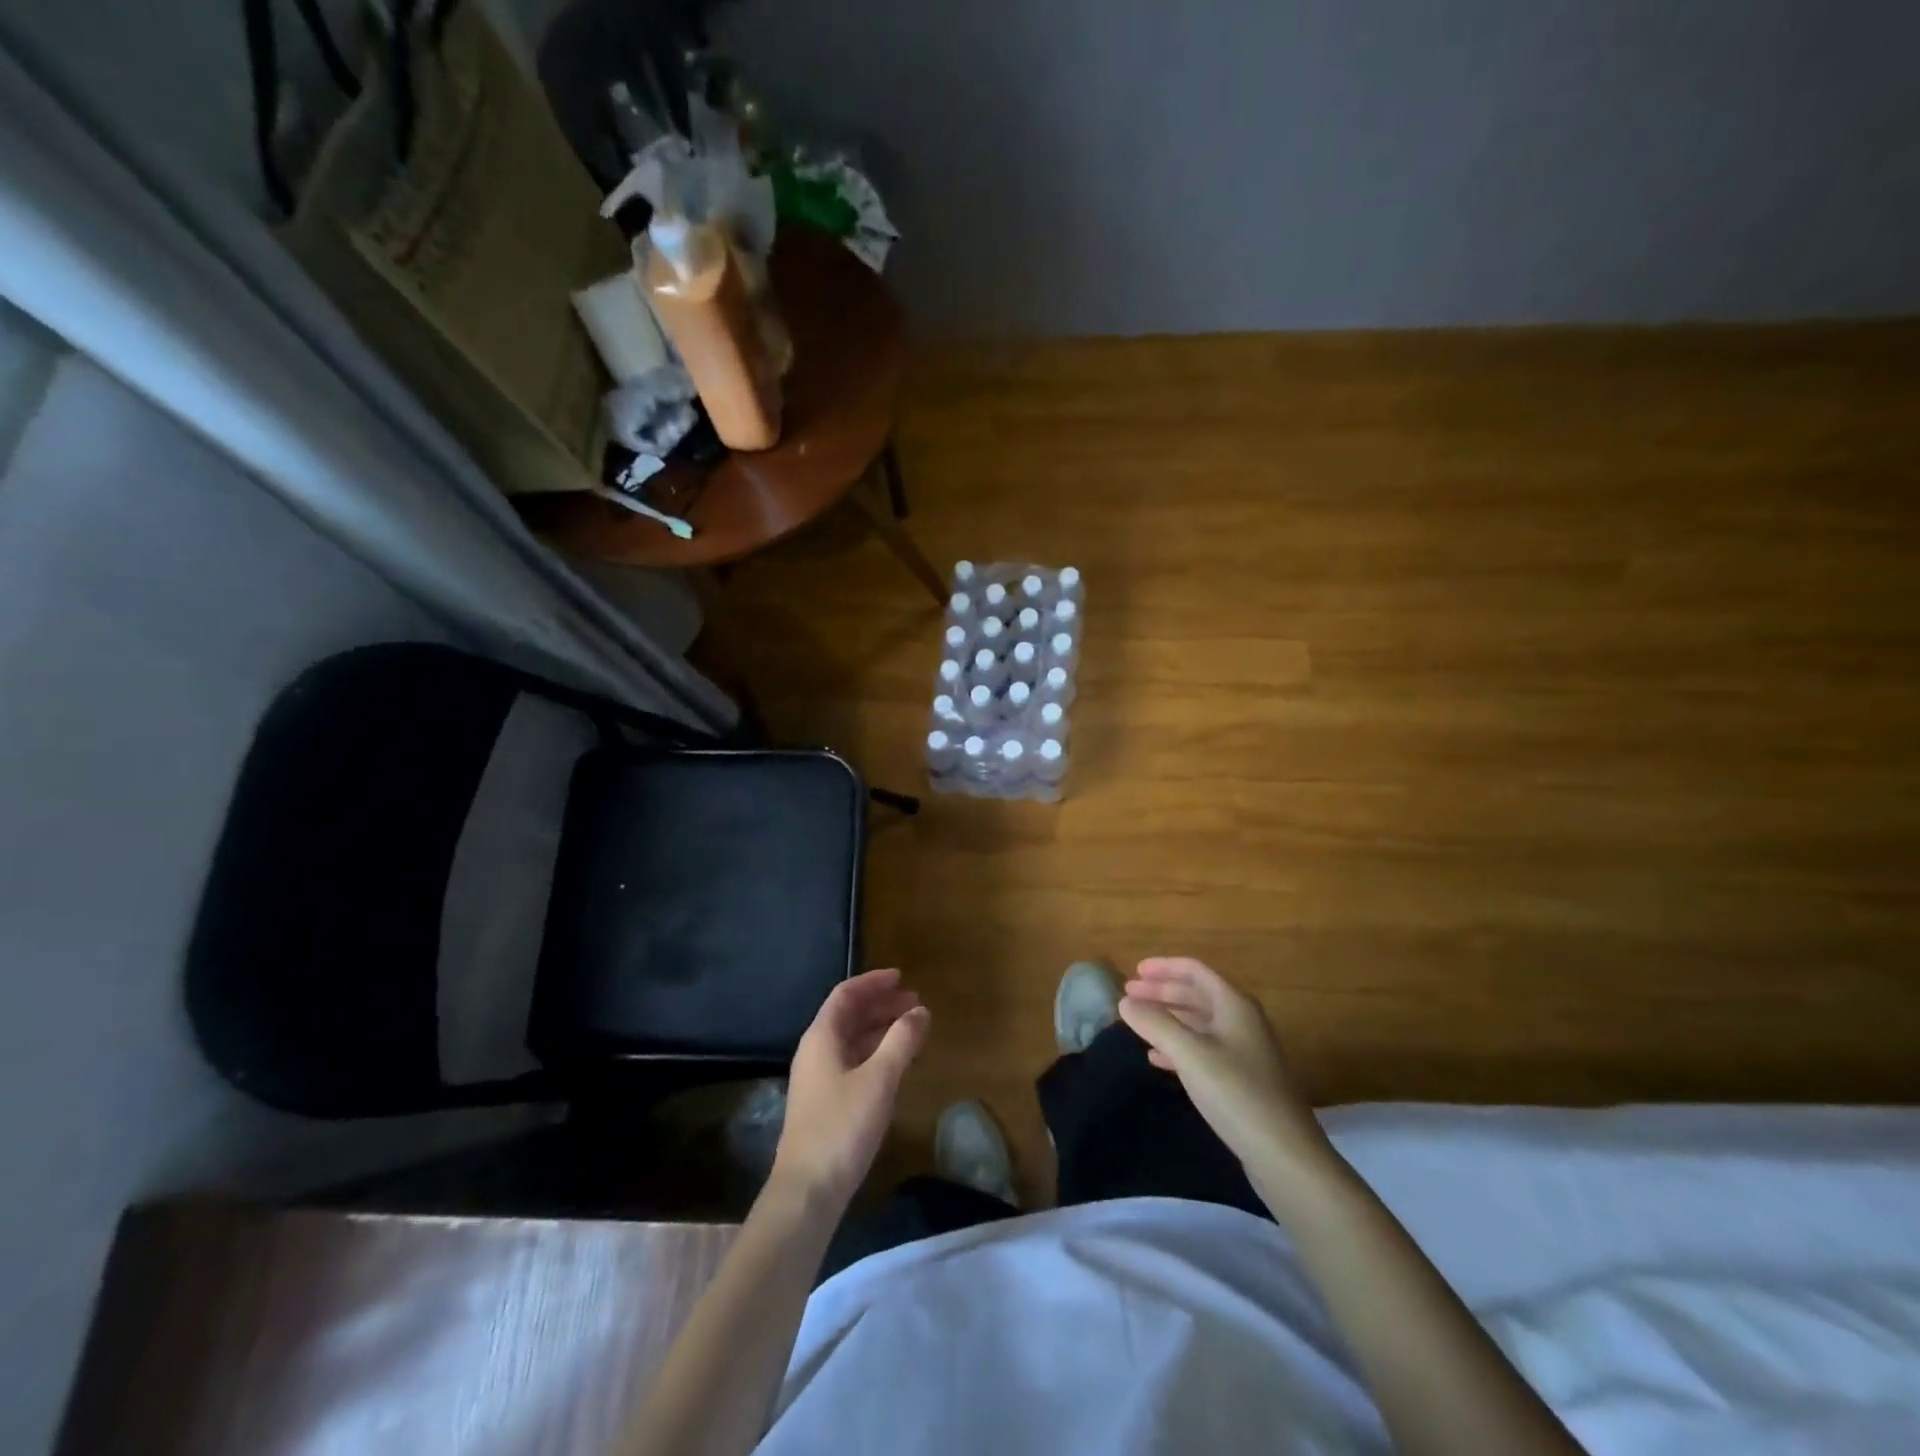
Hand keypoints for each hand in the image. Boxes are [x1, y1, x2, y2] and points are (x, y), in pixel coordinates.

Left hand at [772, 968, 930, 1205]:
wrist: (807, 1191)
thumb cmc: (842, 1126)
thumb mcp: (879, 1079)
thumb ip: (901, 1040)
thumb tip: (920, 1010)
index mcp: (822, 1037)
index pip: (846, 994)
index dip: (873, 982)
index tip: (902, 978)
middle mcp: (816, 1051)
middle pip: (849, 1015)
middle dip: (881, 1005)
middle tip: (915, 1004)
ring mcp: (818, 1078)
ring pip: (852, 1039)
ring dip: (880, 1029)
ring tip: (912, 1029)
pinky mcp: (825, 1102)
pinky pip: (853, 1061)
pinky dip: (876, 1053)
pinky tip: (896, 1063)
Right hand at [1119, 957, 1332, 1176]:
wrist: (1285, 1155)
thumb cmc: (1236, 1092)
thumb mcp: (1189, 1053)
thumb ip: (1155, 1023)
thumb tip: (1125, 1002)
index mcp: (1234, 1005)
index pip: (1195, 970)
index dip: (1163, 967)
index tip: (1134, 972)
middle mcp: (1242, 1021)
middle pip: (1197, 995)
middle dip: (1162, 992)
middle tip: (1129, 996)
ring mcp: (1245, 1052)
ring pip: (1199, 1024)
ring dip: (1168, 1019)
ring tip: (1138, 1023)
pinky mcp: (1242, 1081)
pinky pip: (1204, 1050)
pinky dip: (1178, 1047)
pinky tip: (1157, 1058)